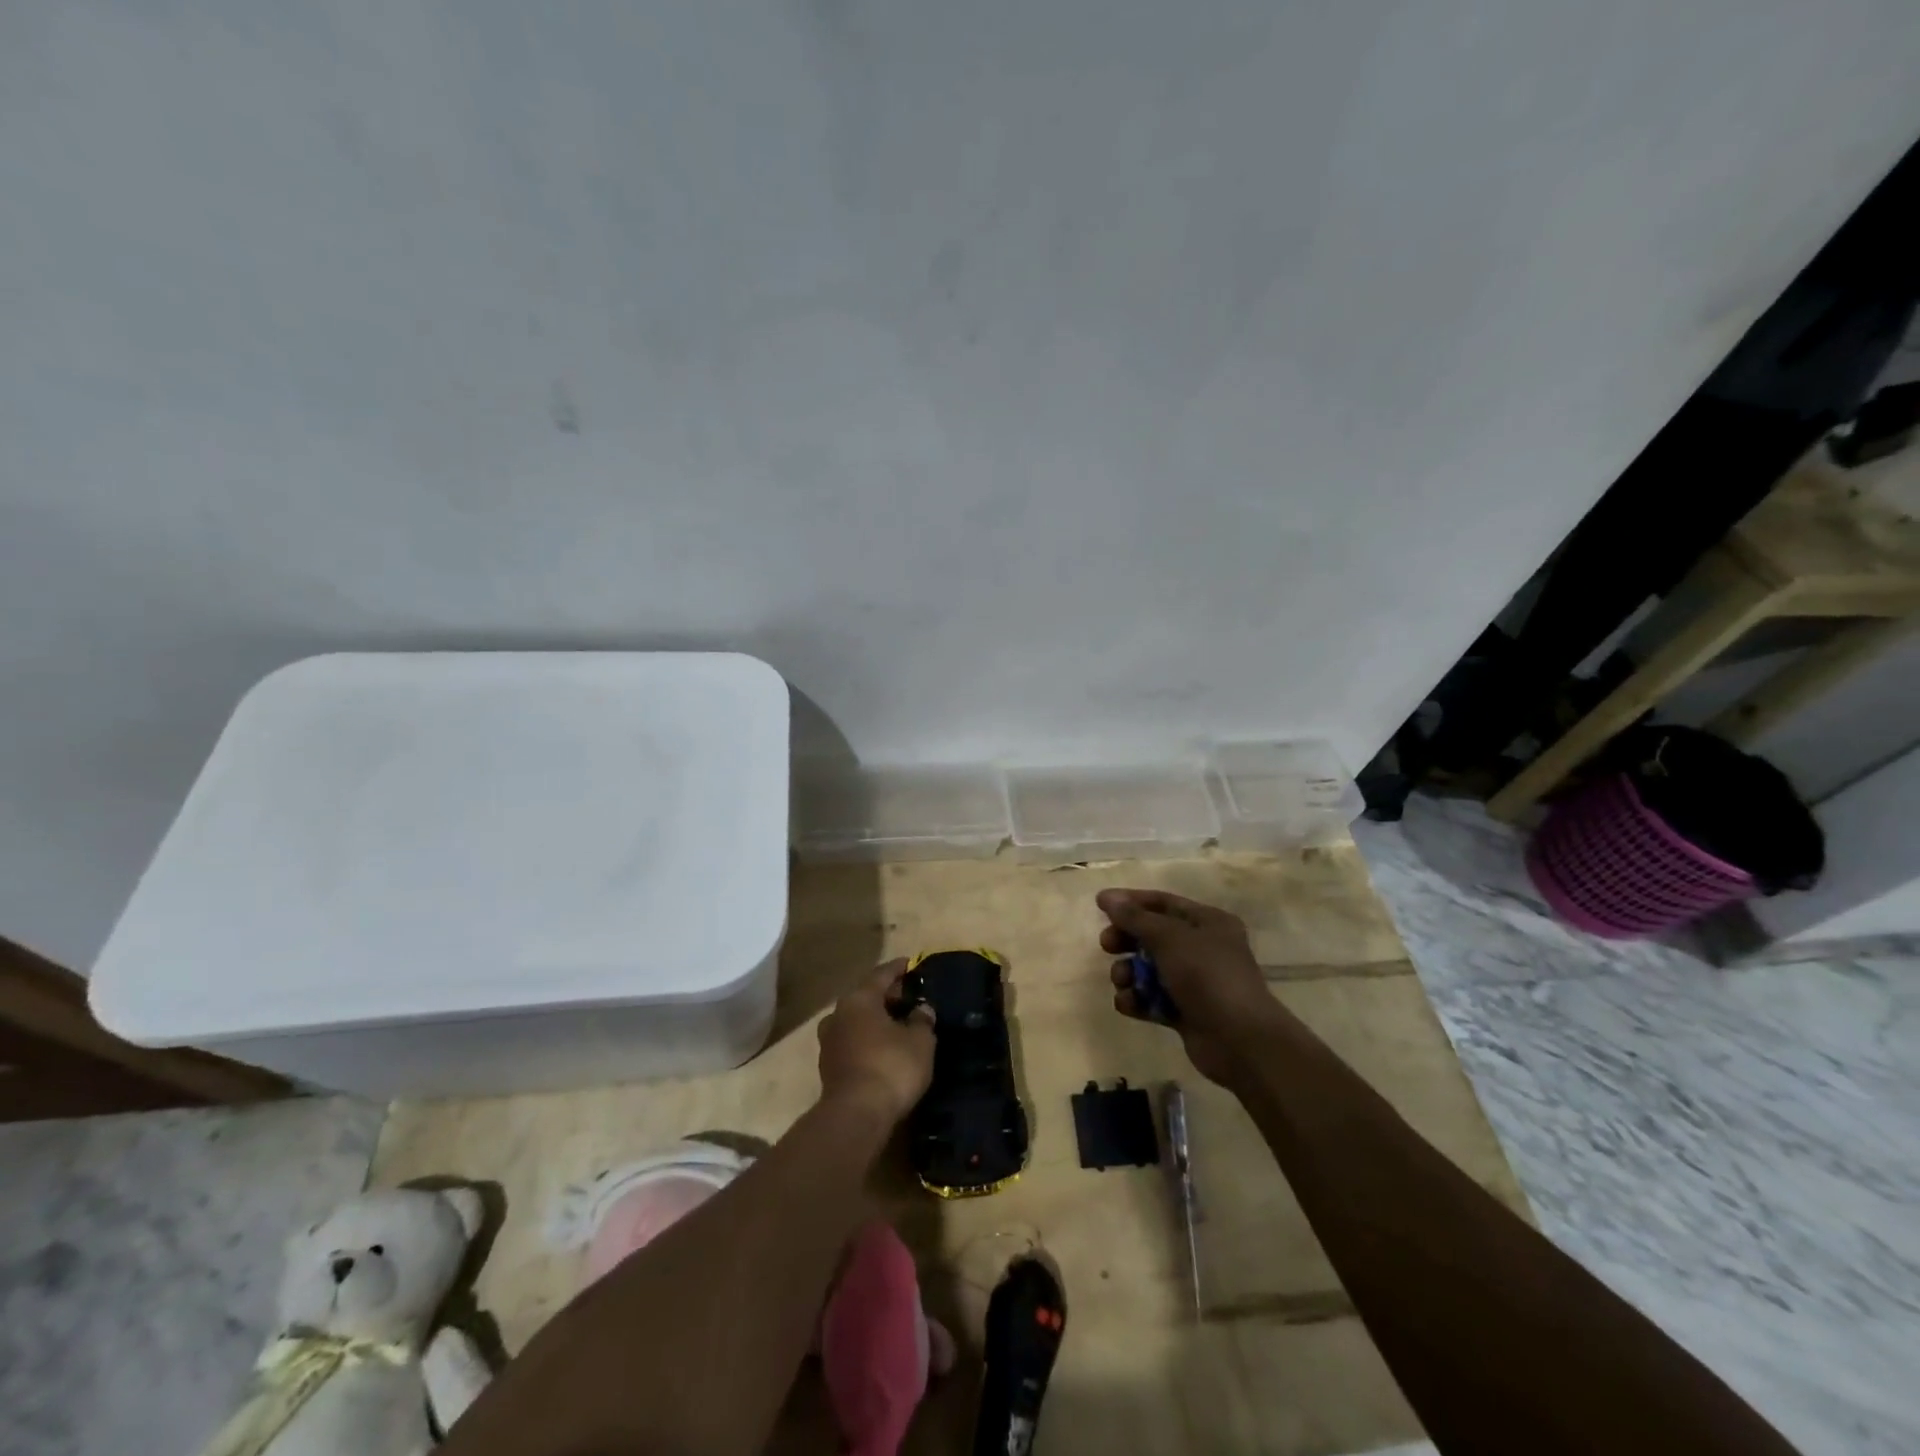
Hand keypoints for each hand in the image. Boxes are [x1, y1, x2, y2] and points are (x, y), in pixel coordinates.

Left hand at [816, 961, 936, 1125]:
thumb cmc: (891, 1066)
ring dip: (875, 1019)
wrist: (856, 1115)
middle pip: (865, 996)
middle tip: (908, 997)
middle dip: (887, 996)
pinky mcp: (828, 1067)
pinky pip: (852, 1042)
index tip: (911, 963)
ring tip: (897, 1024)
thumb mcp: (920, 1041)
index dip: (898, 968)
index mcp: (859, 999)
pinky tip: (883, 1048)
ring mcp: (829, 1041)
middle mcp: (838, 1014)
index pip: (881, 974)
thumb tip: (922, 1009)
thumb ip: (922, 1020)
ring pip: (856, 1020)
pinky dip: (867, 1039)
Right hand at [1097, 889, 1287, 1087]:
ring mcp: (1195, 982)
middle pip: (1153, 936)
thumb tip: (1107, 897)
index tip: (1099, 904)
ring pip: (1150, 969)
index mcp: (1208, 922)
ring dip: (1129, 973)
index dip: (1131, 902)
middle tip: (1107, 945)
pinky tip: (1128, 1004)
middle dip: (1127, 940)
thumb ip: (1135, 918)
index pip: (1163, 903)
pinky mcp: (1186, 1012)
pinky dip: (1138, 1000)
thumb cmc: (1207, 976)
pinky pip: (1154, 998)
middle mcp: (1203, 948)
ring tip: (1123, 981)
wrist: (1240, 1041)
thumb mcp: (1169, 938)